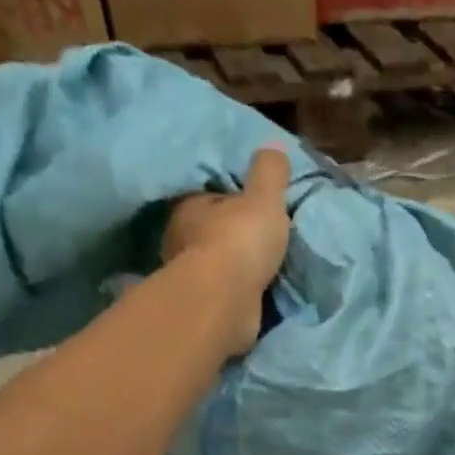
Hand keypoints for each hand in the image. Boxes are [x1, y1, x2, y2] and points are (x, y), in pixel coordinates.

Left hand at [162, 145, 292, 355]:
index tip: (256, 209)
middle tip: (263, 241)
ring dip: (235, 268)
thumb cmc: (239, 241)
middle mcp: (181, 241)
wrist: (226, 301)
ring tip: (263, 271)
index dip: (233, 201)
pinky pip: (223, 294)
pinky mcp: (202, 308)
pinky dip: (237, 294)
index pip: (211, 198)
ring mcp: (190, 278)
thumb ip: (269, 173)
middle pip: (211, 233)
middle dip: (232, 236)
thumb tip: (273, 147)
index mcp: (190, 207)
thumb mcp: (263, 198)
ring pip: (216, 266)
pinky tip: (255, 295)